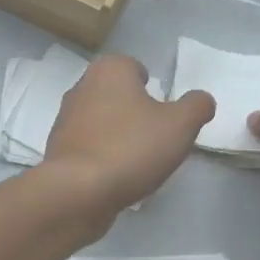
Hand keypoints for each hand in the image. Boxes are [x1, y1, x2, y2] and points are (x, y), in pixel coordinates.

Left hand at [43, 56, 213, 219]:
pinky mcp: (57, 150)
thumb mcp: (180, 125)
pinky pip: (89, 147)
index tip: (164, 113)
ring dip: (118, 136)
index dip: (152, 87)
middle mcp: (81, 87)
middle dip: (135, 112)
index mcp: (109, 70)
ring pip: (102, 122)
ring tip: (138, 162)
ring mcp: (65, 120)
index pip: (134, 67)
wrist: (78, 192)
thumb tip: (202, 100)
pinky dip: (102, 157)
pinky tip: (116, 177)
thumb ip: (196, 107)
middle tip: (156, 138)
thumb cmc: (131, 148)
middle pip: (117, 95)